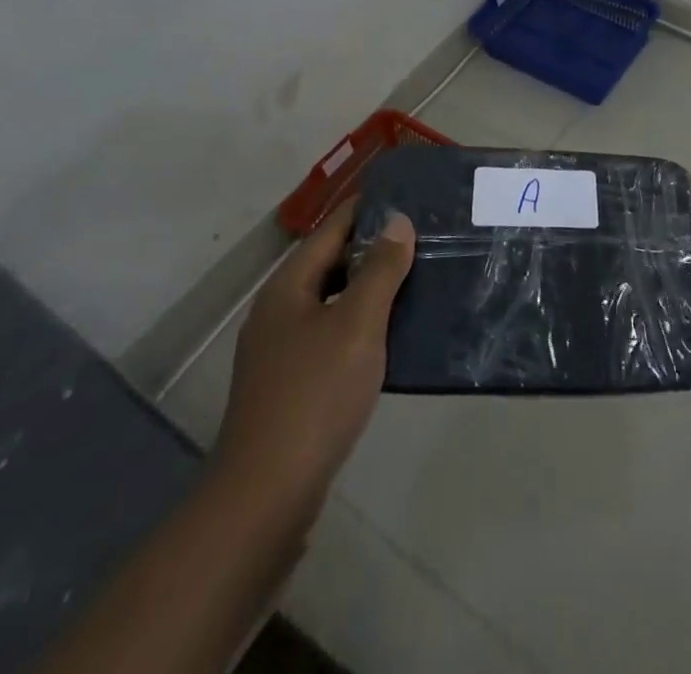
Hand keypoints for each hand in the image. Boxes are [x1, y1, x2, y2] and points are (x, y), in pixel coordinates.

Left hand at [211, 197, 414, 524]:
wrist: (265, 498)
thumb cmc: (315, 397)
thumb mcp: (357, 324)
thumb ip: (380, 269)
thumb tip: (398, 220)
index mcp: (288, 288)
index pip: (332, 229)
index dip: (368, 208)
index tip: (408, 193)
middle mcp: (279, 311)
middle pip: (331, 263)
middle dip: (375, 247)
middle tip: (425, 235)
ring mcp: (281, 351)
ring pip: (333, 301)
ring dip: (371, 287)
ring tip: (419, 277)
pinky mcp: (291, 385)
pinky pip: (332, 335)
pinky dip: (362, 324)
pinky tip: (393, 334)